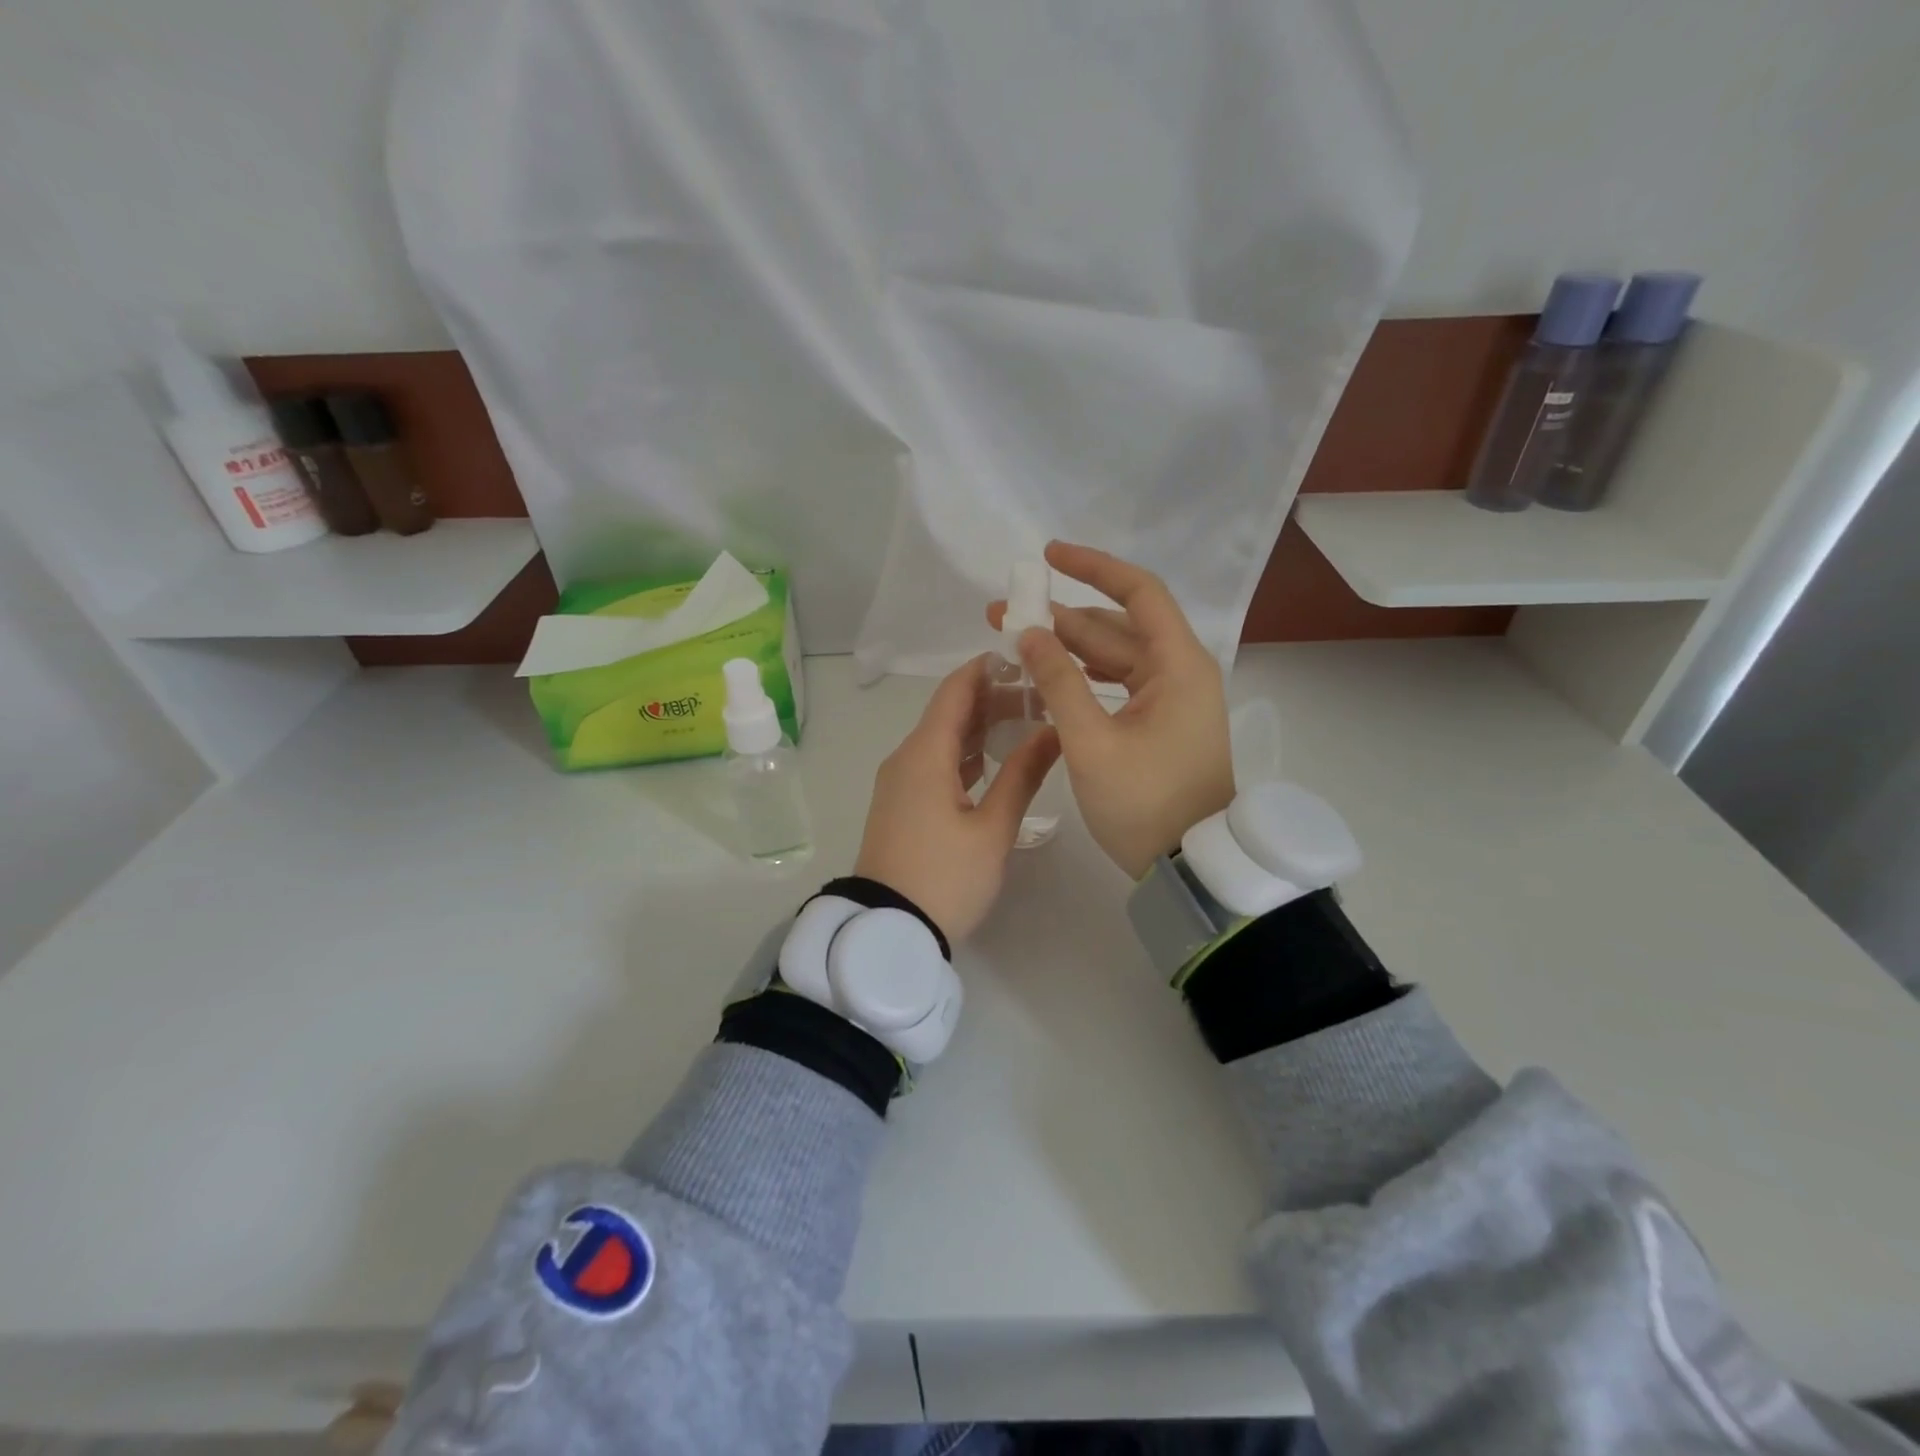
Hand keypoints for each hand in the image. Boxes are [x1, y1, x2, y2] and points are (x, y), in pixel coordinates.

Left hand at [854, 655, 1060, 942]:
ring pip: (944, 740)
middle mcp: (907, 758)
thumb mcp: (992, 829)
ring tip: (1029, 724)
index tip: (1025, 657)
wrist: (887, 930)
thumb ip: (1023, 775)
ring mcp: (901, 783)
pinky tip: (998, 761)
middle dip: (993, 699)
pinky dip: (967, 755)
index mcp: (925, 754)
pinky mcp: (902, 804)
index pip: (955, 691)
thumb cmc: (944, 878)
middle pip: (950, 713)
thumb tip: (1053, 730)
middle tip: (1041, 697)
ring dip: (982, 728)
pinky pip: (936, 764)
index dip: (987, 668)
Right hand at [988, 542, 1233, 879]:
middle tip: (1003, 614)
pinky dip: (1084, 677)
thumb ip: (1058, 682)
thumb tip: (1029, 633)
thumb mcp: (1091, 743)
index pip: (1138, 593)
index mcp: (1177, 666)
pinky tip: (1048, 676)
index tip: (1047, 556)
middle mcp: (1179, 672)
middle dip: (1059, 617)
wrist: (1189, 866)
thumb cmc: (1144, 803)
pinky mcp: (1160, 723)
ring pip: (1114, 657)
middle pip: (1117, 626)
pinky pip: (1118, 684)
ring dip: (1067, 648)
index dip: (1093, 567)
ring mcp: (1171, 699)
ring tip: (1015, 642)